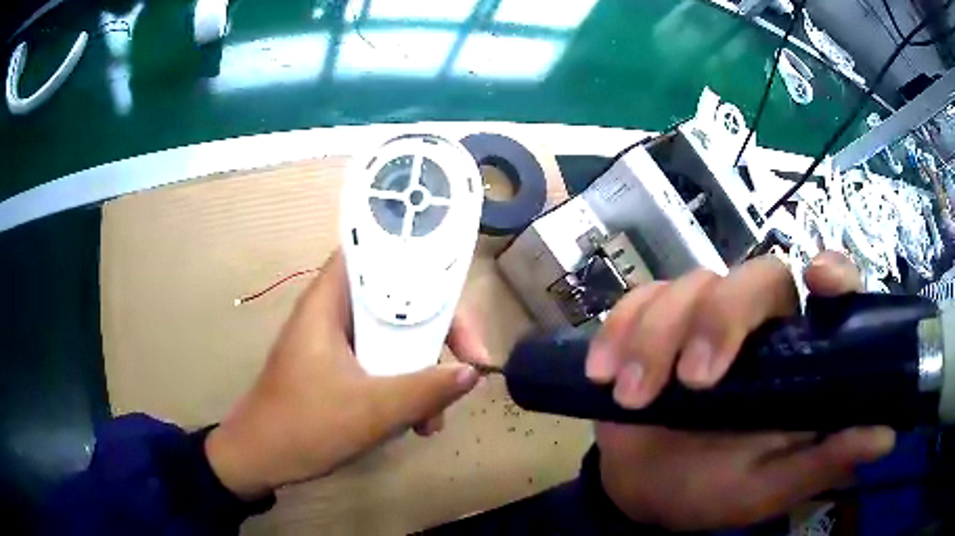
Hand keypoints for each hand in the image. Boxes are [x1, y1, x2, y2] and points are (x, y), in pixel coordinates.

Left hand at [205, 251, 489, 498]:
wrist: (260, 460)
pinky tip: (416, 424)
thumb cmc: (304, 426)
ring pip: (393, 337)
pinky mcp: (339, 368)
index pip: (375, 253)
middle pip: (396, 299)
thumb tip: (473, 372)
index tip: (456, 293)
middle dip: (436, 332)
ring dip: (423, 369)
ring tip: (435, 416)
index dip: (418, 260)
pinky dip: (405, 386)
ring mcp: (336, 343)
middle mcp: (333, 313)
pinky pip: (383, 363)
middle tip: (468, 363)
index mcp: (329, 302)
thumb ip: (425, 390)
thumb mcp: (371, 411)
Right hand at [587, 252, 895, 529]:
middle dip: (718, 319)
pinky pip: (637, 300)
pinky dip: (617, 330)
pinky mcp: (652, 323)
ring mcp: (701, 319)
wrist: (641, 491)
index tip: (816, 279)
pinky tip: (602, 373)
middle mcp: (759, 327)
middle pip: (751, 277)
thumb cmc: (711, 492)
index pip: (828, 291)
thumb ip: (822, 464)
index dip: (831, 271)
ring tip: (629, 398)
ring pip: (688, 286)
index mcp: (798, 358)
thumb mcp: (767, 489)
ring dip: (655, 338)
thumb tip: (886, 436)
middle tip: (691, 383)